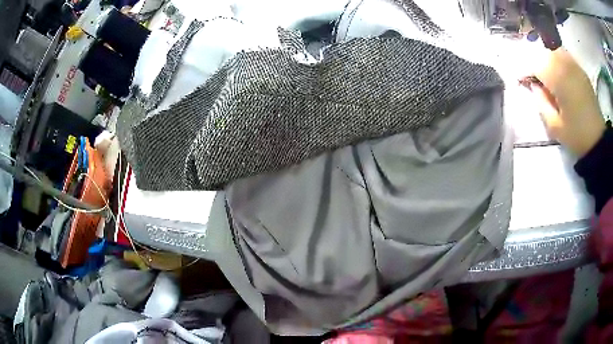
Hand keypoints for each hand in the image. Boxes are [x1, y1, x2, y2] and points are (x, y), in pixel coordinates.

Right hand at [526, 48, 605, 156]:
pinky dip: (557, 59)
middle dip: (535, 64)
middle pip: (543, 54)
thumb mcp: (554, 126)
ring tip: (546, 74)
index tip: (520, 80)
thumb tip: (533, 86)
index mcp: (558, 79)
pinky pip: (564, 55)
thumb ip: (540, 103)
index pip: (535, 65)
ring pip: (553, 51)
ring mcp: (574, 66)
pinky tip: (558, 72)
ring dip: (546, 59)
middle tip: (533, 78)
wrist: (598, 140)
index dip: (525, 71)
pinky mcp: (580, 70)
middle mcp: (565, 65)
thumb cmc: (576, 135)